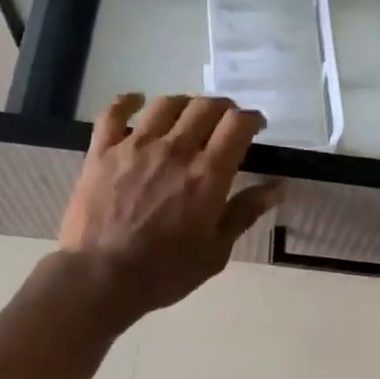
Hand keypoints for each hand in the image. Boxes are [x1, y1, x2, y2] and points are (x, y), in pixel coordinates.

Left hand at [58, 93, 280, 322]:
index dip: (251, 119)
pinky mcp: (102, 151)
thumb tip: (278, 187)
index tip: (255, 127)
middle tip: (225, 122)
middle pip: (205, 107)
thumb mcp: (216, 251)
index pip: (237, 125)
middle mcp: (175, 149)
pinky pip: (113, 112)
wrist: (101, 277)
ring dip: (184, 103)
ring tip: (188, 115)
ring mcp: (135, 146)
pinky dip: (128, 101)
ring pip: (165, 104)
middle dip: (223, 108)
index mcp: (207, 174)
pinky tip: (136, 102)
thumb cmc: (165, 271)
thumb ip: (245, 213)